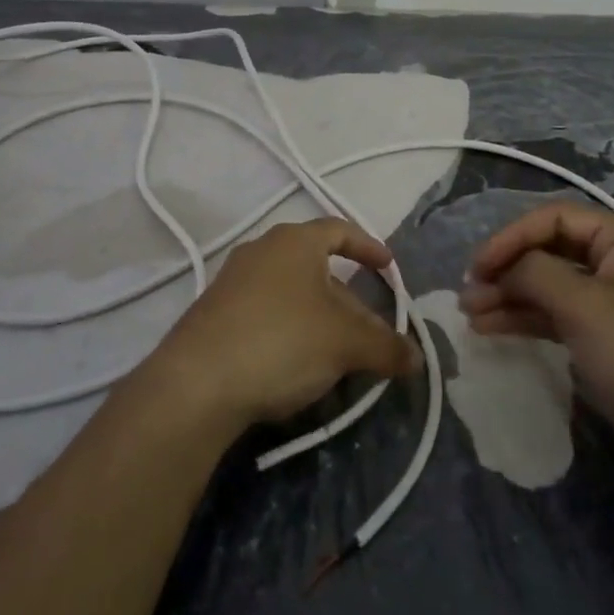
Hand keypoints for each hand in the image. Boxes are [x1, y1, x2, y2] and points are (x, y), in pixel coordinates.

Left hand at [138, 217, 420, 429]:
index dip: (369, 247)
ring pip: (291, 294)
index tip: (389, 269)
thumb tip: (417, 358)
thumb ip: (386, 347)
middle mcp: (260, 251)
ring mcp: (232, 282)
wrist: (196, 384)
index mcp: (294, 242)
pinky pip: (265, 314)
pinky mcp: (214, 315)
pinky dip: (290, 332)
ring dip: (320, 320)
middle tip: (369, 333)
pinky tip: (298, 368)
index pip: (340, 230)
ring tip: (339, 355)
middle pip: (317, 268)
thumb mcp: (346, 344)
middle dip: (349, 300)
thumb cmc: (282, 341)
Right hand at [459, 203, 613, 475]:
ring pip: (550, 285)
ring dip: (510, 297)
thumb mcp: (584, 307)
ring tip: (470, 316)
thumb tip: (503, 268)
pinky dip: (527, 319)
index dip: (510, 238)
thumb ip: (535, 274)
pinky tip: (492, 328)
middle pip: (550, 251)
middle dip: (507, 271)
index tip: (476, 268)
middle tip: (467, 296)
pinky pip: (559, 315)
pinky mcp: (608, 337)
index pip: (554, 218)